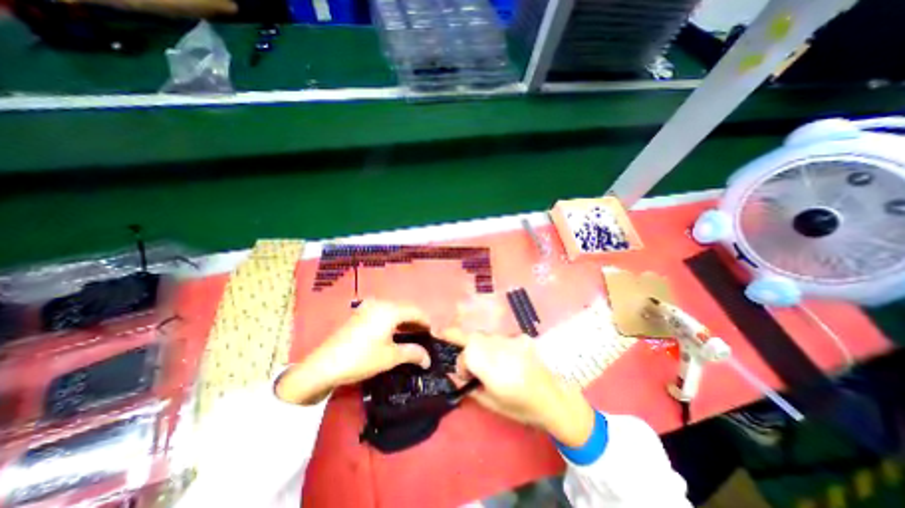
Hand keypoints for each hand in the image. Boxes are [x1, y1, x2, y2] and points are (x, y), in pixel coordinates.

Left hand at [276, 302, 429, 404]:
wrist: (324, 365)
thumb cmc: (361, 358)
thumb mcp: (390, 357)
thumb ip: (413, 353)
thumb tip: (428, 359)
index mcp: (390, 310)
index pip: (416, 312)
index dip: (427, 322)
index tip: (434, 334)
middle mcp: (380, 303)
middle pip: (405, 309)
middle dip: (416, 322)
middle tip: (424, 337)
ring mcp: (368, 307)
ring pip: (394, 311)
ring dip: (404, 322)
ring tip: (412, 336)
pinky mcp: (360, 314)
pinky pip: (383, 313)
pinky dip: (392, 322)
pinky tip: (394, 334)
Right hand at [437, 327, 595, 445]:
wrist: (556, 399)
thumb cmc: (522, 407)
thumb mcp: (491, 403)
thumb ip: (469, 387)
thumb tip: (455, 373)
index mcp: (493, 368)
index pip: (466, 354)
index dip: (462, 364)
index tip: (466, 376)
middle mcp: (502, 348)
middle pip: (474, 338)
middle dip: (468, 348)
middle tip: (472, 364)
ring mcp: (513, 339)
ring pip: (487, 336)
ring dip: (482, 346)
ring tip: (492, 363)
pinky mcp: (522, 336)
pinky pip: (501, 337)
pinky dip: (497, 346)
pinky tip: (507, 359)